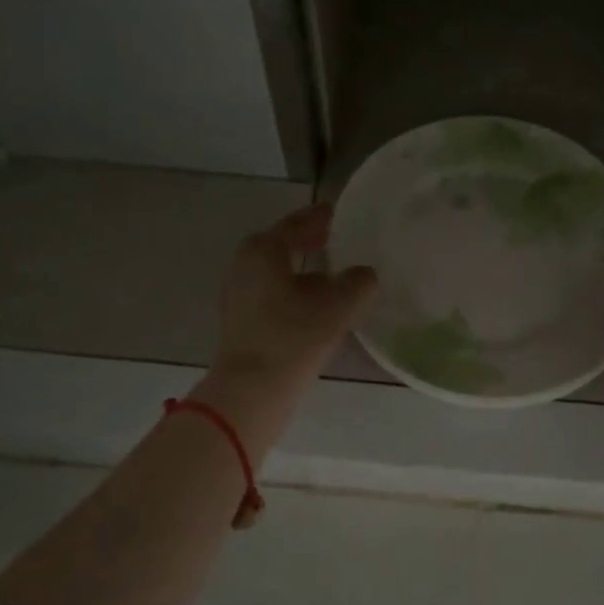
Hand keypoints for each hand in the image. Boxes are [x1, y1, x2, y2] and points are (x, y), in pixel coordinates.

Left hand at [213, 203, 376, 389]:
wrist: (252, 389)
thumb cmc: (293, 338)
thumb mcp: (338, 307)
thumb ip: (359, 283)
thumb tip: (365, 274)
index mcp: (264, 249)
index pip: (297, 223)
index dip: (321, 218)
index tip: (340, 214)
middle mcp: (244, 264)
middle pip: (283, 245)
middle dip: (311, 243)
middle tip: (339, 240)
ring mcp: (238, 293)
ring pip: (277, 272)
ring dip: (303, 270)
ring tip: (333, 275)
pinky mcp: (240, 319)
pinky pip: (271, 293)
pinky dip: (294, 291)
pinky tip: (314, 305)